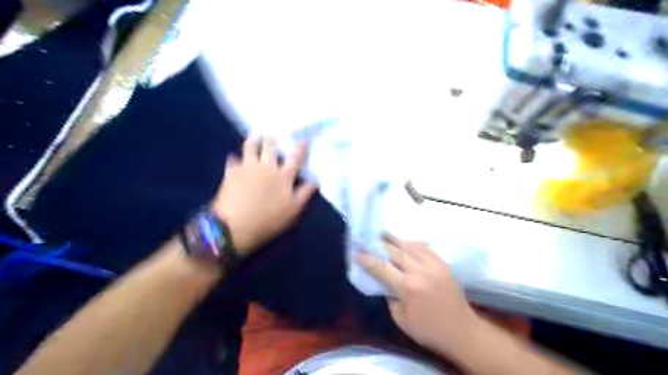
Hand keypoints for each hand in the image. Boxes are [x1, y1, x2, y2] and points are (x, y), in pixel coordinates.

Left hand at [214, 139, 316, 255]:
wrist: (234, 225)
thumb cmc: (268, 220)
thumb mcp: (293, 210)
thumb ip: (305, 193)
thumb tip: (316, 180)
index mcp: (283, 176)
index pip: (295, 157)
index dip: (301, 147)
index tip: (304, 138)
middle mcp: (266, 166)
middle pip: (270, 146)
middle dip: (272, 139)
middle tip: (272, 134)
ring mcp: (247, 167)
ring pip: (250, 147)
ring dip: (254, 140)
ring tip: (255, 136)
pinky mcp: (231, 172)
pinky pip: (233, 160)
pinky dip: (235, 158)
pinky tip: (234, 158)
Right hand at [358, 236, 477, 355]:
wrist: (462, 331)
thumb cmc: (428, 329)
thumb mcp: (401, 319)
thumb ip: (390, 296)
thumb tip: (384, 280)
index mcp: (408, 288)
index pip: (381, 267)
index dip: (367, 259)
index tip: (356, 252)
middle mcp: (420, 271)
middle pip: (394, 252)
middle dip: (378, 245)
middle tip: (367, 239)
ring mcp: (433, 265)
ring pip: (409, 246)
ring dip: (394, 240)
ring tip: (383, 235)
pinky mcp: (443, 264)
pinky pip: (424, 247)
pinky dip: (412, 243)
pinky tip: (405, 243)